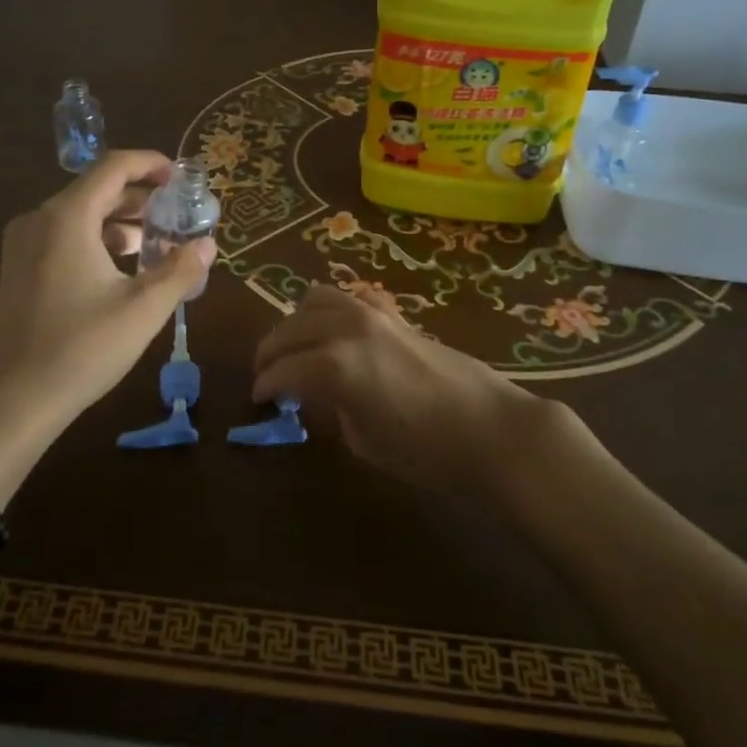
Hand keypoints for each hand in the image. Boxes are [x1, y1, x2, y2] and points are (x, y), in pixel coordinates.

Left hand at [0, 150, 215, 505]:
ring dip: (119, 222)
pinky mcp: (16, 270)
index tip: (181, 177)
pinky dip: (96, 240)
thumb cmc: (80, 349)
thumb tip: (208, 244)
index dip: (150, 164)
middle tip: (177, 214)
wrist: (10, 404)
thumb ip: (180, 270)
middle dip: (140, 198)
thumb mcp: (142, 309)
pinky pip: (63, 237)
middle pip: (96, 189)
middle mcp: (40, 219)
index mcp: (67, 217)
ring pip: (79, 215)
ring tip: (156, 243)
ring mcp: (22, 245)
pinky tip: (120, 270)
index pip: (114, 167)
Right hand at [251, 284, 553, 497]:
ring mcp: (372, 314)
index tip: (258, 400)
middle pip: (289, 329)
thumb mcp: (363, 440)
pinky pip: (351, 297)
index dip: (264, 386)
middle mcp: (346, 328)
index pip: (282, 370)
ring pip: (315, 299)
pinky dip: (333, 309)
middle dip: (270, 352)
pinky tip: (336, 330)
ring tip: (296, 348)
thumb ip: (331, 409)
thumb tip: (317, 394)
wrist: (488, 428)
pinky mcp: (394, 313)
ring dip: (296, 322)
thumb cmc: (425, 450)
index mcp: (333, 364)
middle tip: (267, 376)